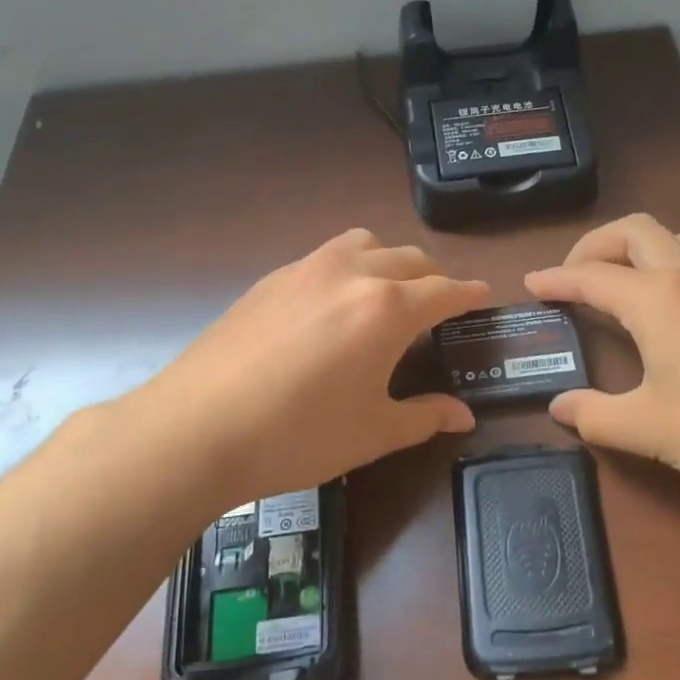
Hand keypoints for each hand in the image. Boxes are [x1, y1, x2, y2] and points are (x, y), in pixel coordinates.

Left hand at [116, 229, 488, 503]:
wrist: (196, 428)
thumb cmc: (298, 435)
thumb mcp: (372, 432)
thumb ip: (425, 417)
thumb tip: (463, 416)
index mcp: (387, 308)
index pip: (445, 290)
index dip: (469, 294)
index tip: (483, 296)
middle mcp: (352, 274)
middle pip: (409, 259)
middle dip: (433, 278)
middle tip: (438, 307)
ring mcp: (306, 269)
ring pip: (365, 244)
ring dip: (389, 261)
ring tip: (387, 293)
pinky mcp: (271, 278)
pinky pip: (326, 256)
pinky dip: (348, 267)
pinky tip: (332, 305)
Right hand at [525, 215, 679, 524]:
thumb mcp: (649, 428)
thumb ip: (595, 416)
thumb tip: (560, 407)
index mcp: (657, 299)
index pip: (591, 276)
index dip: (556, 278)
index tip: (531, 284)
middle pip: (634, 231)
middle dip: (594, 245)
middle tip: (573, 275)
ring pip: (675, 238)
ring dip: (638, 247)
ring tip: (621, 281)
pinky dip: (671, 264)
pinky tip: (673, 307)